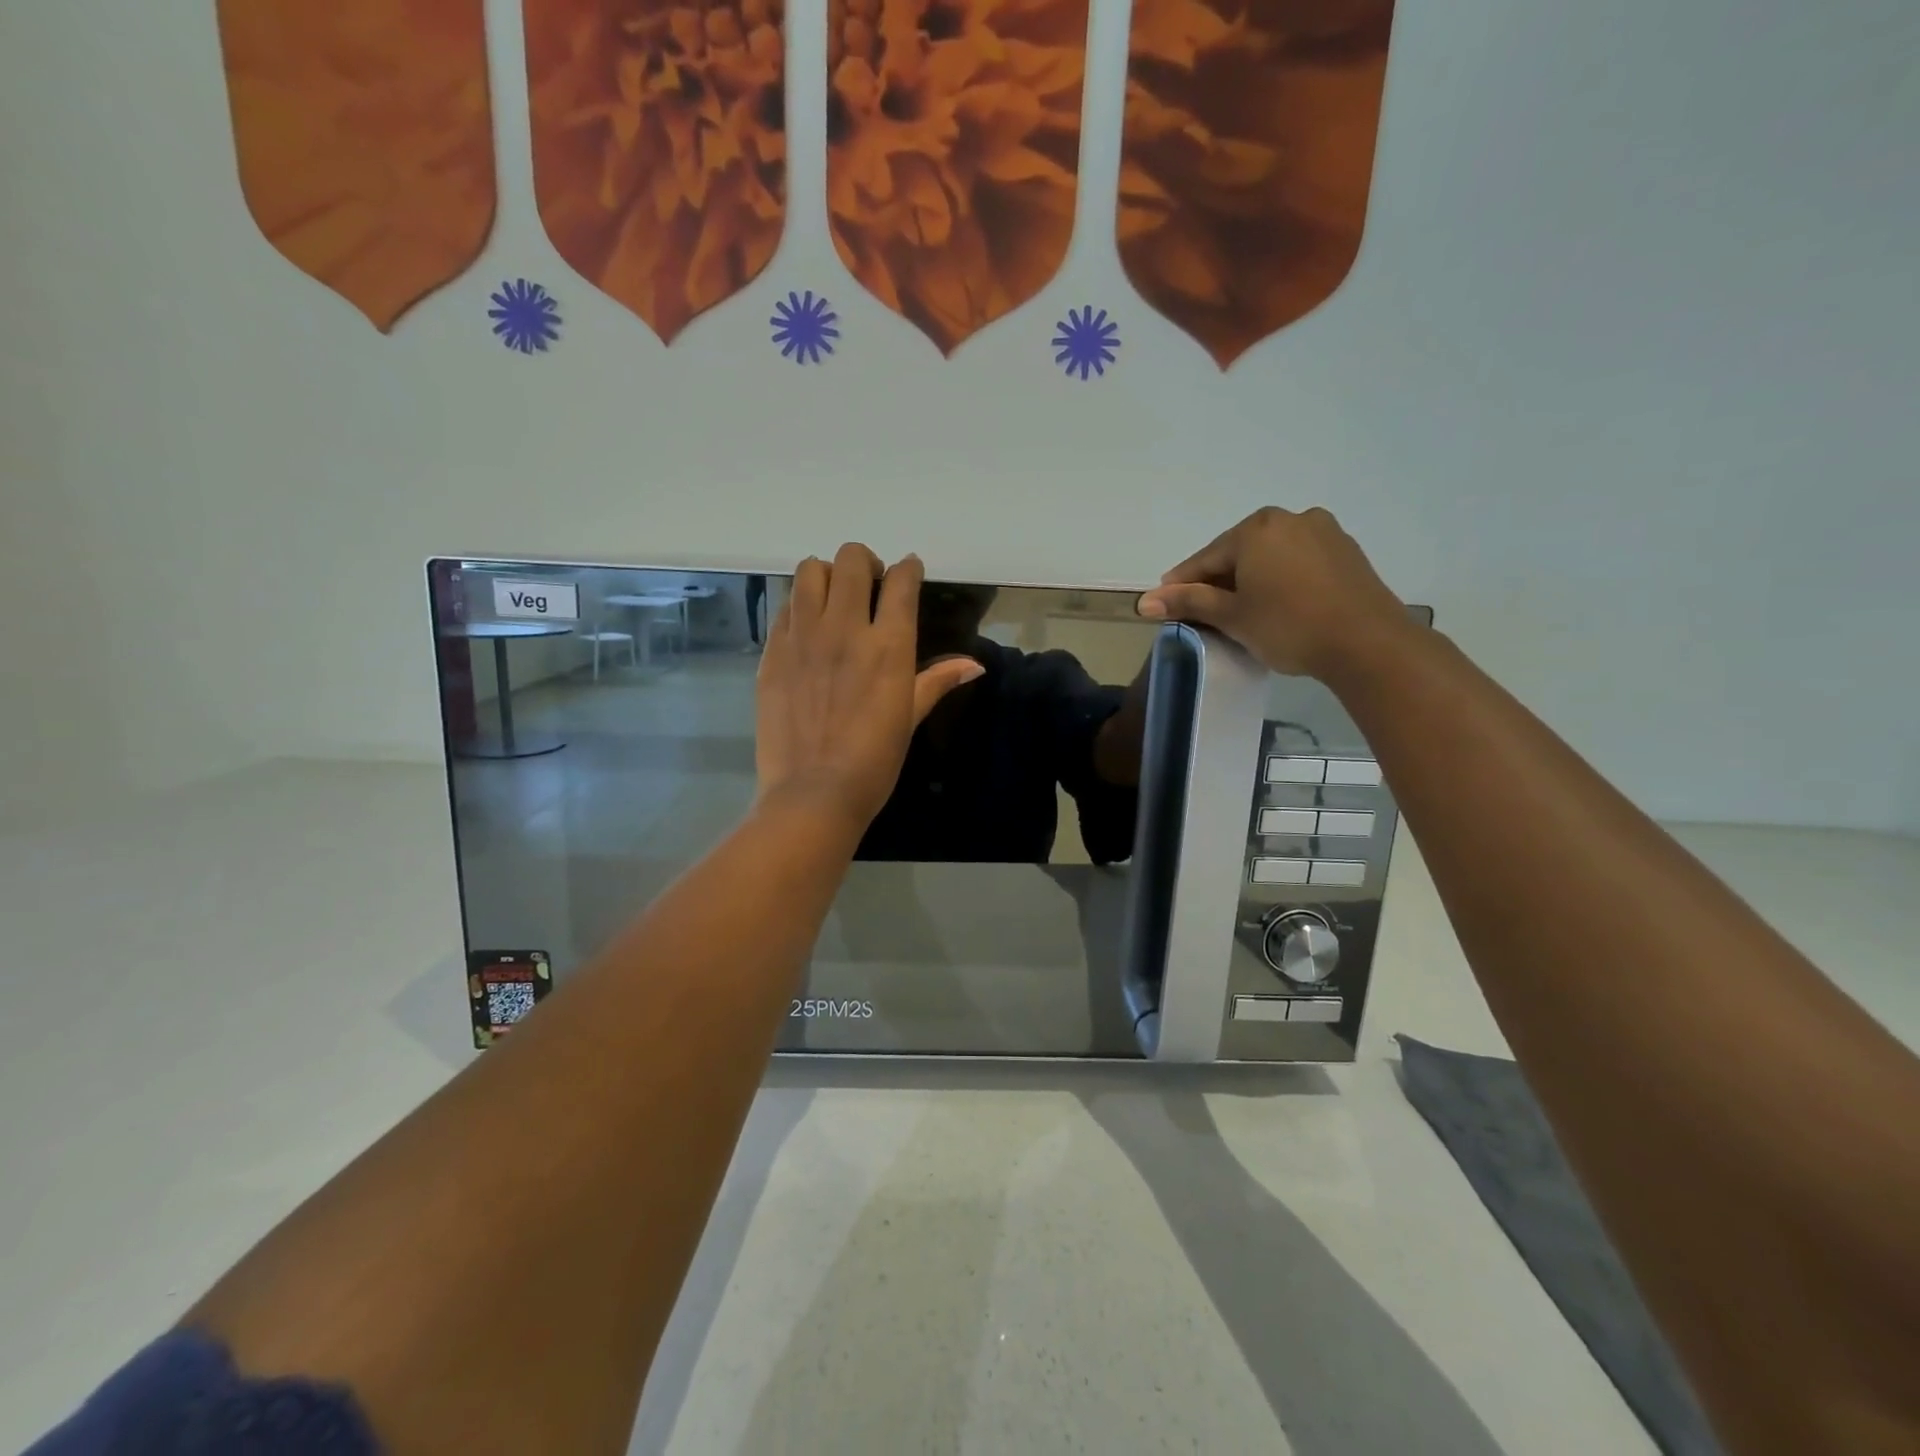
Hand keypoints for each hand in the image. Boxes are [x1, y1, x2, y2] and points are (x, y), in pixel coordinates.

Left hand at [755, 544, 983, 832]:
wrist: (813, 793)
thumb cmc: (873, 761)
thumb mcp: (909, 718)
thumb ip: (937, 681)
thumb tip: (975, 665)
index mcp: (888, 645)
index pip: (900, 581)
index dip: (907, 568)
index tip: (908, 571)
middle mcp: (844, 628)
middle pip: (850, 559)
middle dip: (864, 562)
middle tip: (868, 586)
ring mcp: (802, 637)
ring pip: (809, 571)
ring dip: (826, 576)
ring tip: (832, 600)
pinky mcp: (772, 652)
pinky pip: (784, 607)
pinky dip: (799, 607)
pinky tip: (807, 631)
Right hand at [1136, 507, 1412, 679]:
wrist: (1368, 643)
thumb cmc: (1288, 626)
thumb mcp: (1231, 616)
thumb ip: (1188, 603)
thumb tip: (1144, 601)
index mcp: (1256, 528)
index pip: (1206, 559)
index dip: (1182, 585)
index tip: (1165, 604)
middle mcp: (1290, 518)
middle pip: (1239, 553)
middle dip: (1219, 582)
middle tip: (1205, 614)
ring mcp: (1324, 532)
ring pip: (1270, 557)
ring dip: (1251, 580)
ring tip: (1242, 612)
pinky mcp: (1347, 552)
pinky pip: (1299, 562)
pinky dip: (1281, 580)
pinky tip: (1279, 605)